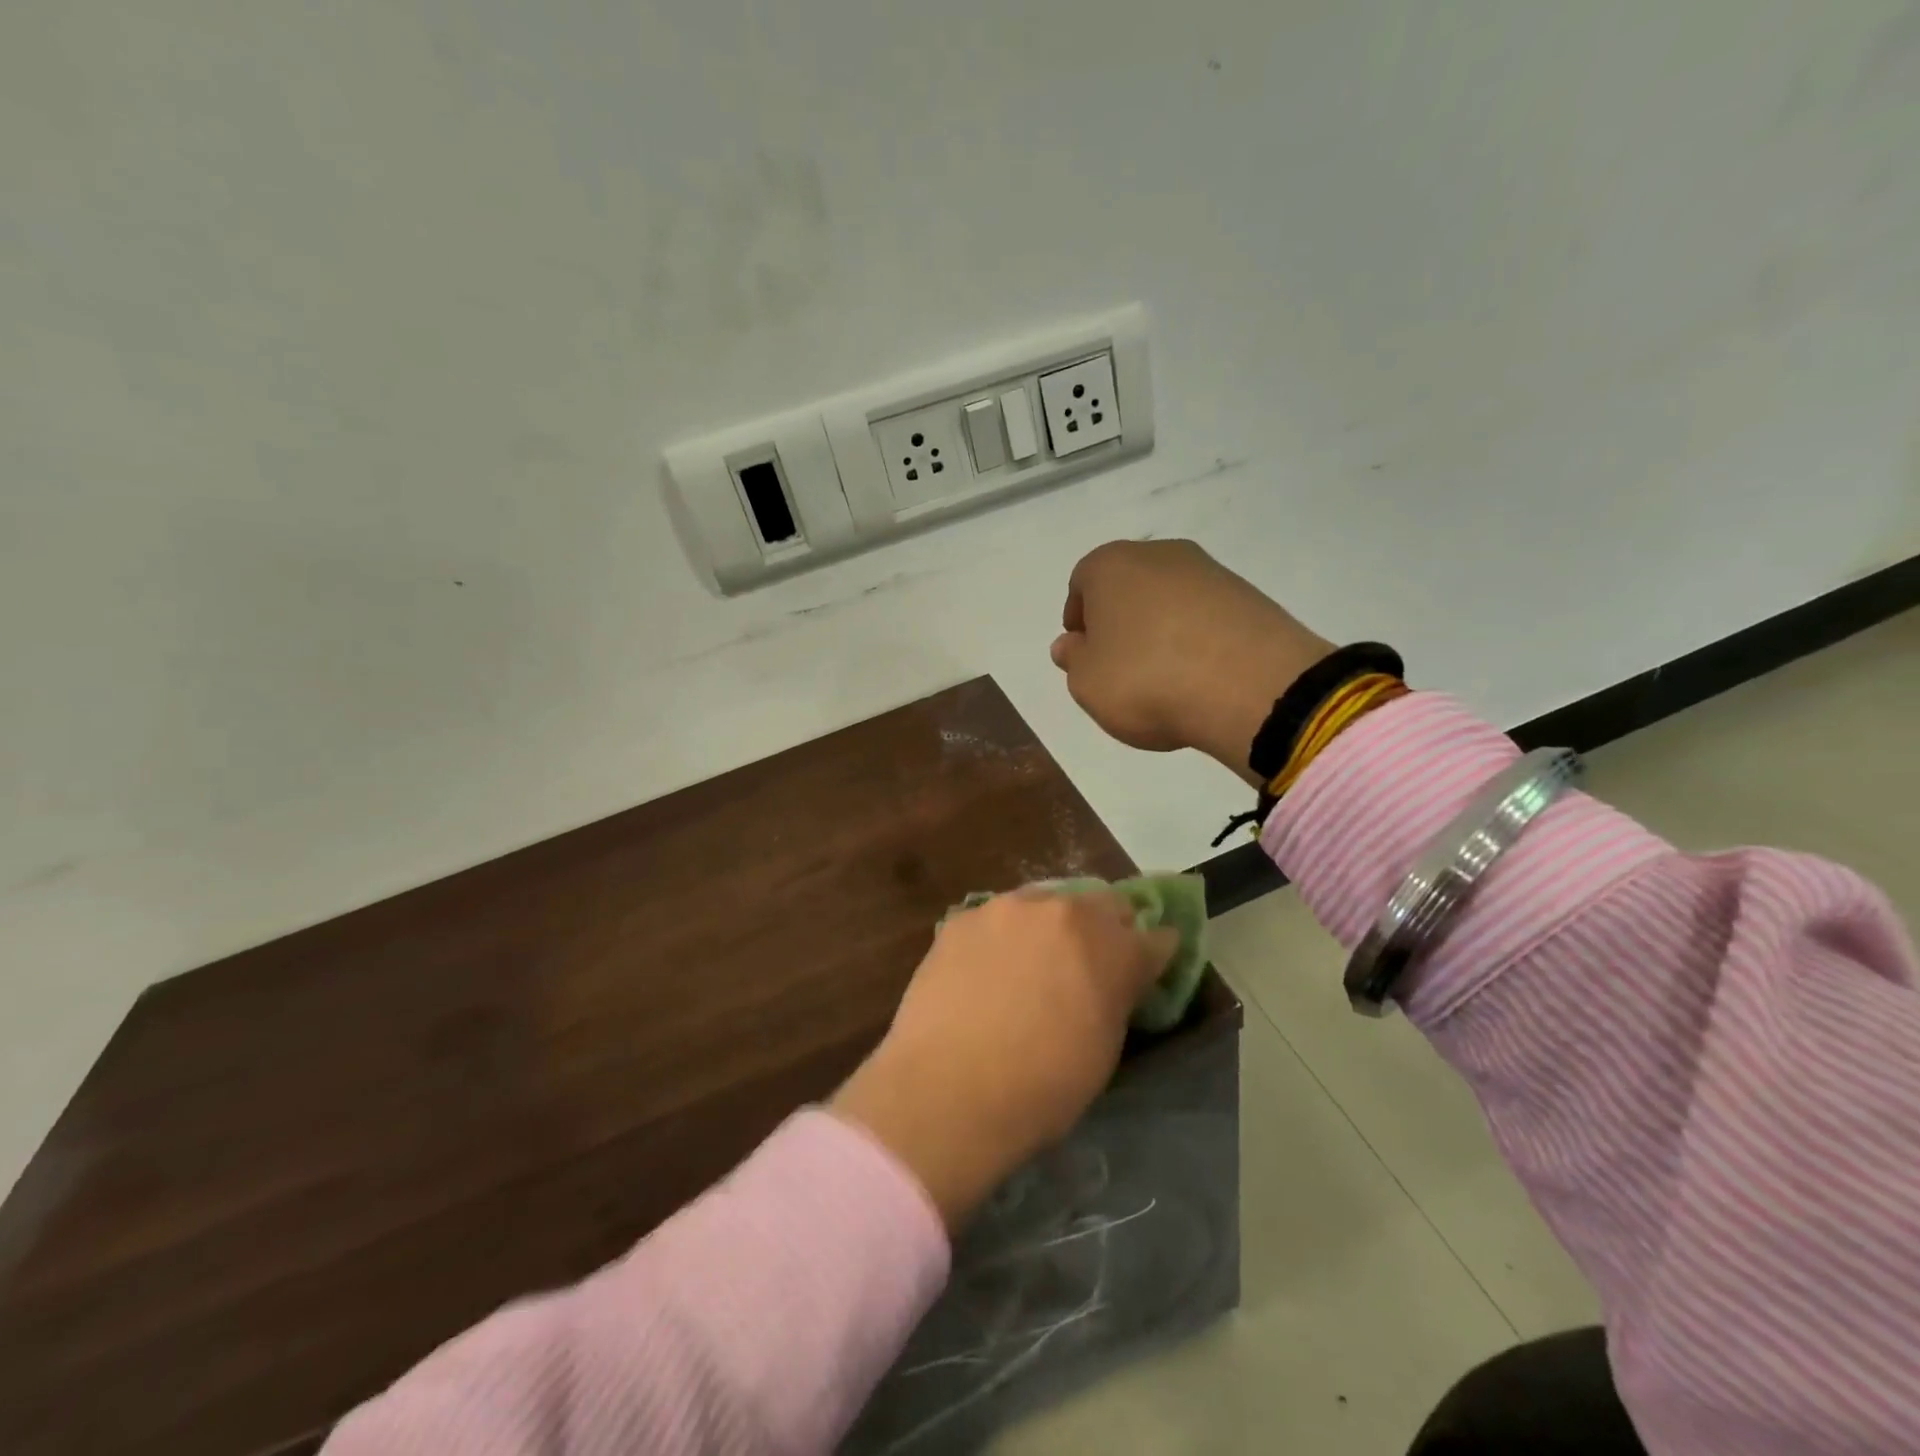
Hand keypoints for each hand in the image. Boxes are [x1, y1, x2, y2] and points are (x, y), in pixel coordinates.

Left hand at [830, 891, 1176, 1232]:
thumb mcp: (1103, 1049)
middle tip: (1091, 962)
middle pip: (1100, 905)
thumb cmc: (1042, 1087)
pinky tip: (987, 970)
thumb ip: (1116, 996)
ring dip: (1050, 926)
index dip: (1154, 953)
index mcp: (1111, 946)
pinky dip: (1002, 937)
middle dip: (1105, 929)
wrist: (948, 1087)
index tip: (1148, 966)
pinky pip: (996, 918)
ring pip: (1044, 903)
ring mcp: (1008, 908)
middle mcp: (1064, 910)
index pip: (1154, 937)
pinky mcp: (963, 917)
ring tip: (1033, 963)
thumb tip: (1116, 979)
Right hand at [1050, 539, 1333, 786]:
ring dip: (1160, 629)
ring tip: (1163, 677)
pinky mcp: (1249, 596)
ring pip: (1169, 599)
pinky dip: (1197, 639)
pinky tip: (1199, 676)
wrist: (1251, 686)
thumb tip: (1071, 645)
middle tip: (1119, 666)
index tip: (1084, 652)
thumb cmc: (1146, 680)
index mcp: (1110, 565)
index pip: (1081, 583)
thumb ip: (1074, 661)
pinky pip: (1206, 616)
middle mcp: (1160, 555)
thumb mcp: (1088, 684)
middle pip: (1128, 586)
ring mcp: (1210, 571)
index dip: (1079, 619)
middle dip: (1120, 621)